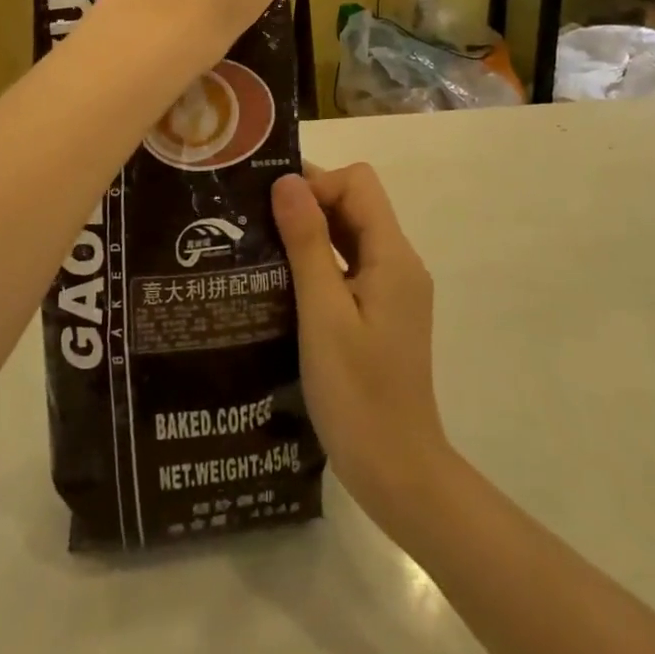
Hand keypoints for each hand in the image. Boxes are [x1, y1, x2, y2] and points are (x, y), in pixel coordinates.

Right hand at [272, 164, 453, 530]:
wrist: (398, 472)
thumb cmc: (357, 394)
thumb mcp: (323, 314)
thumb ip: (307, 243)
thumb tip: (288, 181)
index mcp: (393, 256)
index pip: (358, 183)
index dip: (317, 183)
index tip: (272, 207)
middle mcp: (399, 263)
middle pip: (355, 204)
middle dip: (309, 203)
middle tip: (256, 222)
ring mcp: (392, 290)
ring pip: (351, 235)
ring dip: (311, 233)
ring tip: (261, 247)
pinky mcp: (381, 313)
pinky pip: (350, 266)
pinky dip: (320, 261)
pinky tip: (283, 282)